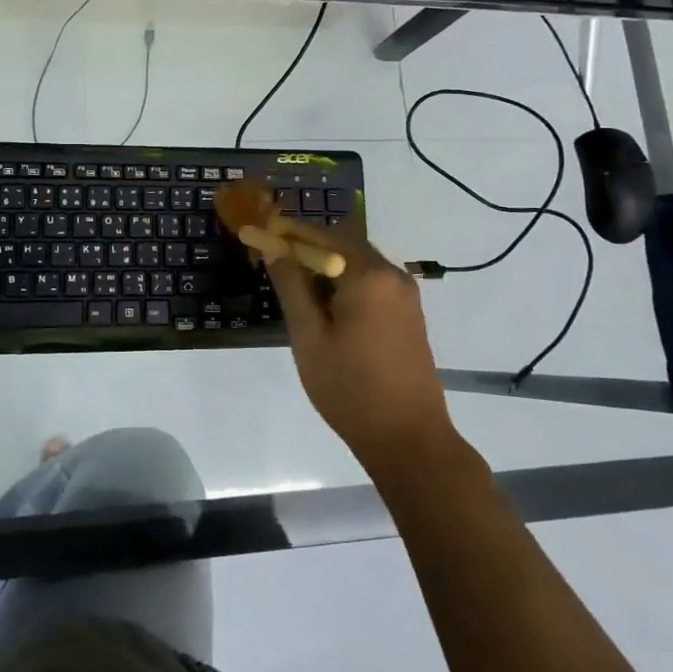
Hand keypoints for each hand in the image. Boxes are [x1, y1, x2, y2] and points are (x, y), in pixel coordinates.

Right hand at [260, 218, 455, 474]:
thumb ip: (291, 286)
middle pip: (344, 244)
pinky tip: (326, 309)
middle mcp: (393, 275)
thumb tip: (273, 247)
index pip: (323, 235)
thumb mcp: (309, 336)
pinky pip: (372, 283)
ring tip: (296, 290)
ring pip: (358, 263)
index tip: (262, 235)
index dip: (290, 233)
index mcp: (369, 275)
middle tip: (275, 265)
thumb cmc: (350, 388)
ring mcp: (405, 294)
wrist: (408, 438)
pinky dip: (346, 283)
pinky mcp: (409, 313)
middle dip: (308, 249)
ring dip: (327, 267)